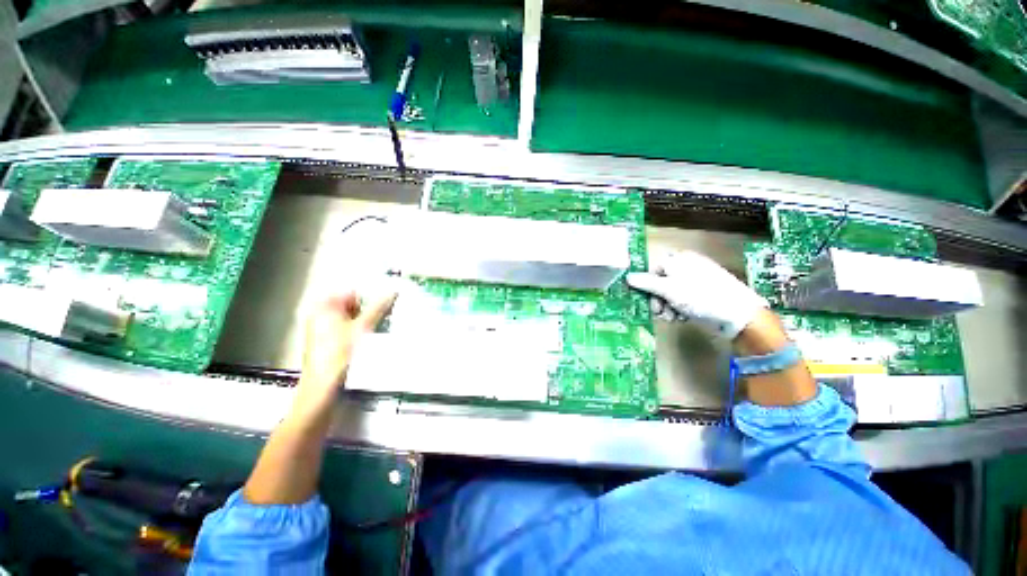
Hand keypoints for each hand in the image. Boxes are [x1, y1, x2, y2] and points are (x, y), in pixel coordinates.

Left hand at [298, 291, 396, 403]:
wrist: (323, 389)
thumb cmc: (340, 354)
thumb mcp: (363, 328)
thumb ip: (378, 308)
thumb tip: (393, 291)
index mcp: (324, 308)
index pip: (351, 292)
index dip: (370, 295)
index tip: (388, 300)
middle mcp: (321, 316)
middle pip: (351, 305)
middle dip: (370, 308)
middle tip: (390, 313)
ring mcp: (324, 331)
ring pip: (352, 319)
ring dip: (368, 320)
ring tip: (385, 324)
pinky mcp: (330, 344)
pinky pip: (349, 330)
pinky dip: (362, 331)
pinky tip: (374, 337)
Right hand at [627, 250, 767, 339]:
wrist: (738, 314)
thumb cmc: (700, 296)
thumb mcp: (668, 289)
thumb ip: (646, 283)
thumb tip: (627, 277)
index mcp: (679, 259)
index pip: (653, 269)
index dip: (647, 285)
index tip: (645, 299)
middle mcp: (686, 267)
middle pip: (660, 282)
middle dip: (657, 299)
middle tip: (659, 312)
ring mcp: (696, 281)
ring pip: (670, 293)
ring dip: (666, 307)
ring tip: (672, 318)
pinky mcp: (703, 294)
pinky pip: (682, 299)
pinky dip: (678, 308)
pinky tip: (682, 317)